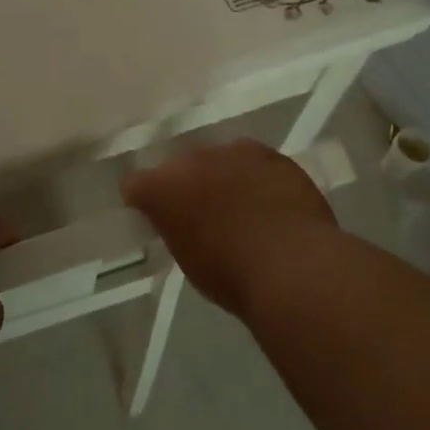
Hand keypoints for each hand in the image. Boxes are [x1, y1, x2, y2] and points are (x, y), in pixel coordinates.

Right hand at [121, 138, 342, 318]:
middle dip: (187, 184)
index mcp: (162, 187)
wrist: (293, 267)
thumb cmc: (231, 276)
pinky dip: (256, 177)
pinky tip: (270, 201)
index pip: (135, 184)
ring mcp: (233, 152)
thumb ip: (176, 228)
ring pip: (219, 159)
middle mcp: (191, 159)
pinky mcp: (270, 154)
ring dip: (222, 176)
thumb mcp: (188, 259)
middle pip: (180, 166)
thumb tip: (182, 221)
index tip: (156, 217)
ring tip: (241, 205)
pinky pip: (254, 162)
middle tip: (203, 213)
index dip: (143, 200)